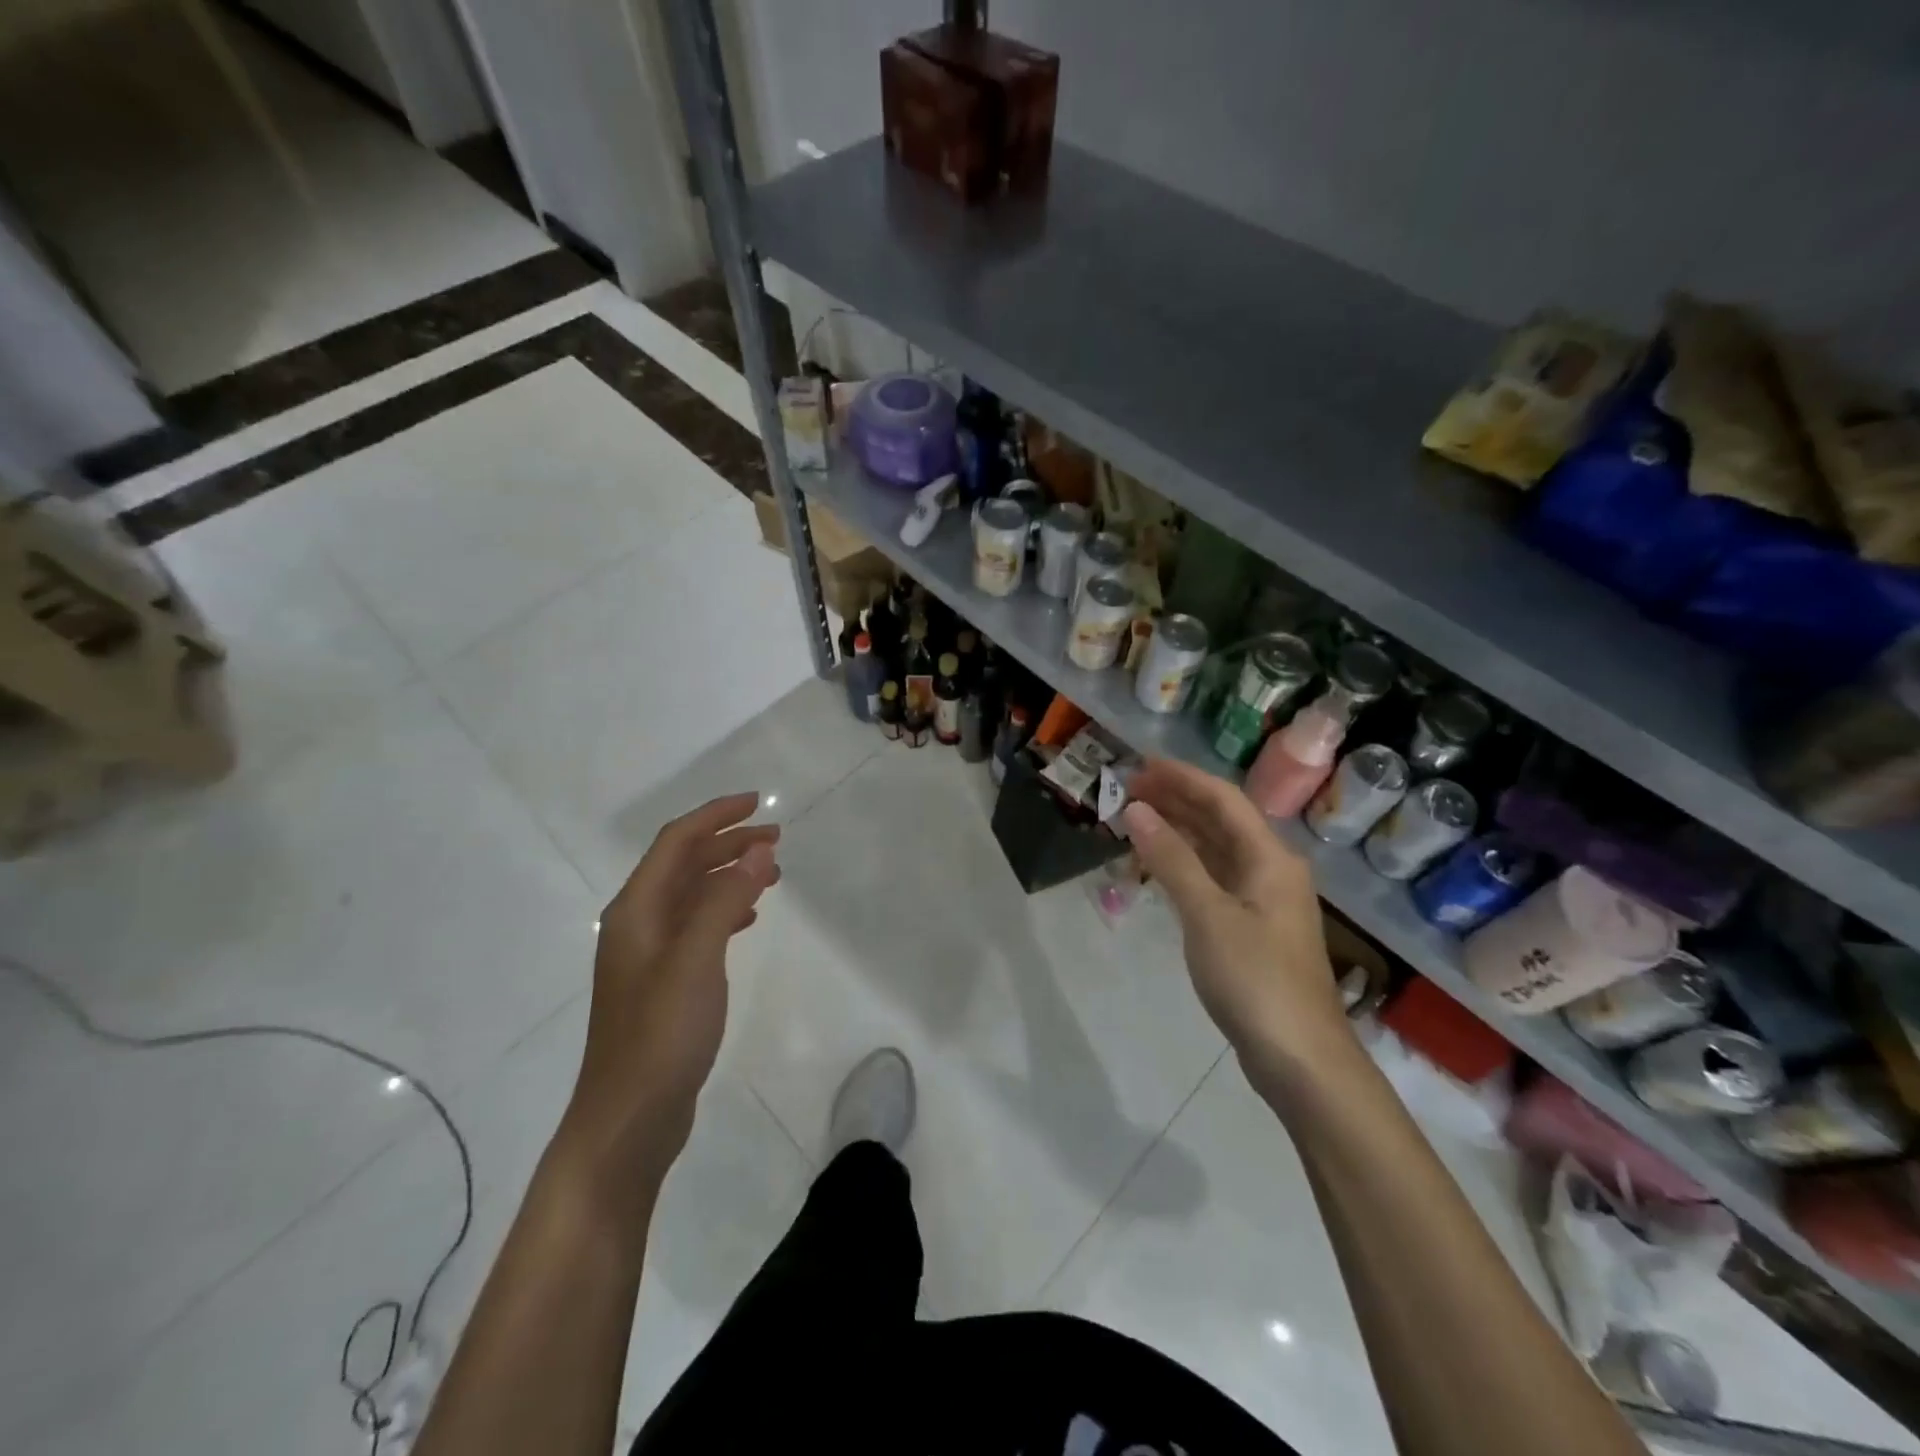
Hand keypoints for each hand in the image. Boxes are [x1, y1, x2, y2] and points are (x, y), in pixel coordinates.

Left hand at [559, 793, 779, 1203]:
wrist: (627, 1121)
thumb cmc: (660, 1036)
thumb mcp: (697, 960)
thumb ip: (725, 900)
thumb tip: (757, 848)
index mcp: (636, 911)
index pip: (676, 842)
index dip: (715, 816)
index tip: (758, 802)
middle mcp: (637, 925)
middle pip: (683, 865)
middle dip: (728, 844)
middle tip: (776, 839)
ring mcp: (648, 956)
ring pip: (691, 896)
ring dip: (728, 876)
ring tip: (772, 873)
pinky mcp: (663, 983)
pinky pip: (696, 926)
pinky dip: (724, 910)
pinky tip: (748, 919)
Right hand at [1122, 760, 1347, 1061]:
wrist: (1300, 1058)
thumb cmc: (1255, 979)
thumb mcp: (1207, 914)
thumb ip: (1171, 860)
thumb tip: (1137, 810)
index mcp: (1270, 858)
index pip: (1222, 799)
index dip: (1181, 777)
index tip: (1139, 764)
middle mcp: (1271, 869)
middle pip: (1220, 820)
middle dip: (1177, 800)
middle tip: (1129, 788)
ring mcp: (1263, 900)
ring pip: (1216, 850)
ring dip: (1179, 831)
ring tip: (1136, 818)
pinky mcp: (1252, 928)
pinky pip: (1214, 878)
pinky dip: (1185, 865)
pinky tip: (1159, 866)